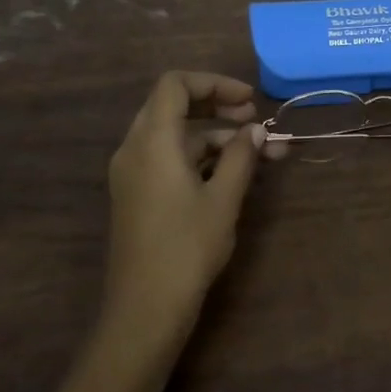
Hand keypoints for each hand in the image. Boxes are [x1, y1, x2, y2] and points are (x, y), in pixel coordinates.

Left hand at [102, 71, 266, 361]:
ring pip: (174, 136)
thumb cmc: (187, 248)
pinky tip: (230, 174)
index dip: (214, 83)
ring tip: (259, 154)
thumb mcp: (223, 199)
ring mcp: (131, 172)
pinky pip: (167, 158)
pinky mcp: (136, 194)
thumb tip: (256, 131)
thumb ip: (241, 156)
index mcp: (152, 141)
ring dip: (214, 136)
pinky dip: (198, 157)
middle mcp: (135, 148)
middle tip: (254, 119)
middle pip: (173, 105)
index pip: (175, 85)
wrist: (144, 308)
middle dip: (216, 106)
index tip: (249, 101)